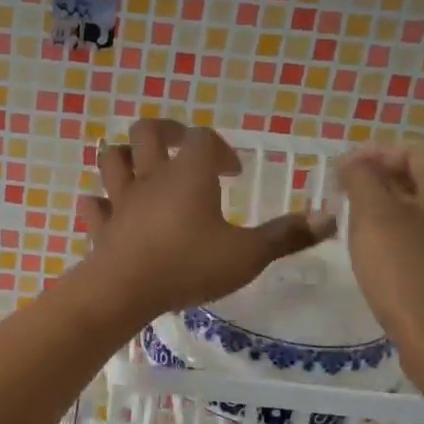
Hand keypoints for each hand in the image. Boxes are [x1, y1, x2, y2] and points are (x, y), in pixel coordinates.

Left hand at [79, 119, 330, 321]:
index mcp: (188, 175)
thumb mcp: (247, 255)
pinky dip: (100, 203)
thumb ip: (286, 235)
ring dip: (126, 157)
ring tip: (142, 169)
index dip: (218, 148)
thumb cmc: (188, 266)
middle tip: (182, 148)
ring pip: (112, 159)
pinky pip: (94, 205)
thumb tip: (330, 217)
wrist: (125, 291)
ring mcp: (121, 201)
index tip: (232, 173)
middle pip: (147, 132)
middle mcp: (150, 178)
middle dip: (166, 132)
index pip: (202, 139)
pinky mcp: (101, 226)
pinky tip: (108, 208)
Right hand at [337, 136, 423, 375]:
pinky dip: (402, 232)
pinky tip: (379, 253)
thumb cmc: (408, 275)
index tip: (338, 171)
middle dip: (382, 176)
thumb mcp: (374, 219)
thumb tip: (355, 161)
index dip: (374, 151)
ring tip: (355, 221)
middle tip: (344, 193)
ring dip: (390, 205)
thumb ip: (362, 180)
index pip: (415, 147)